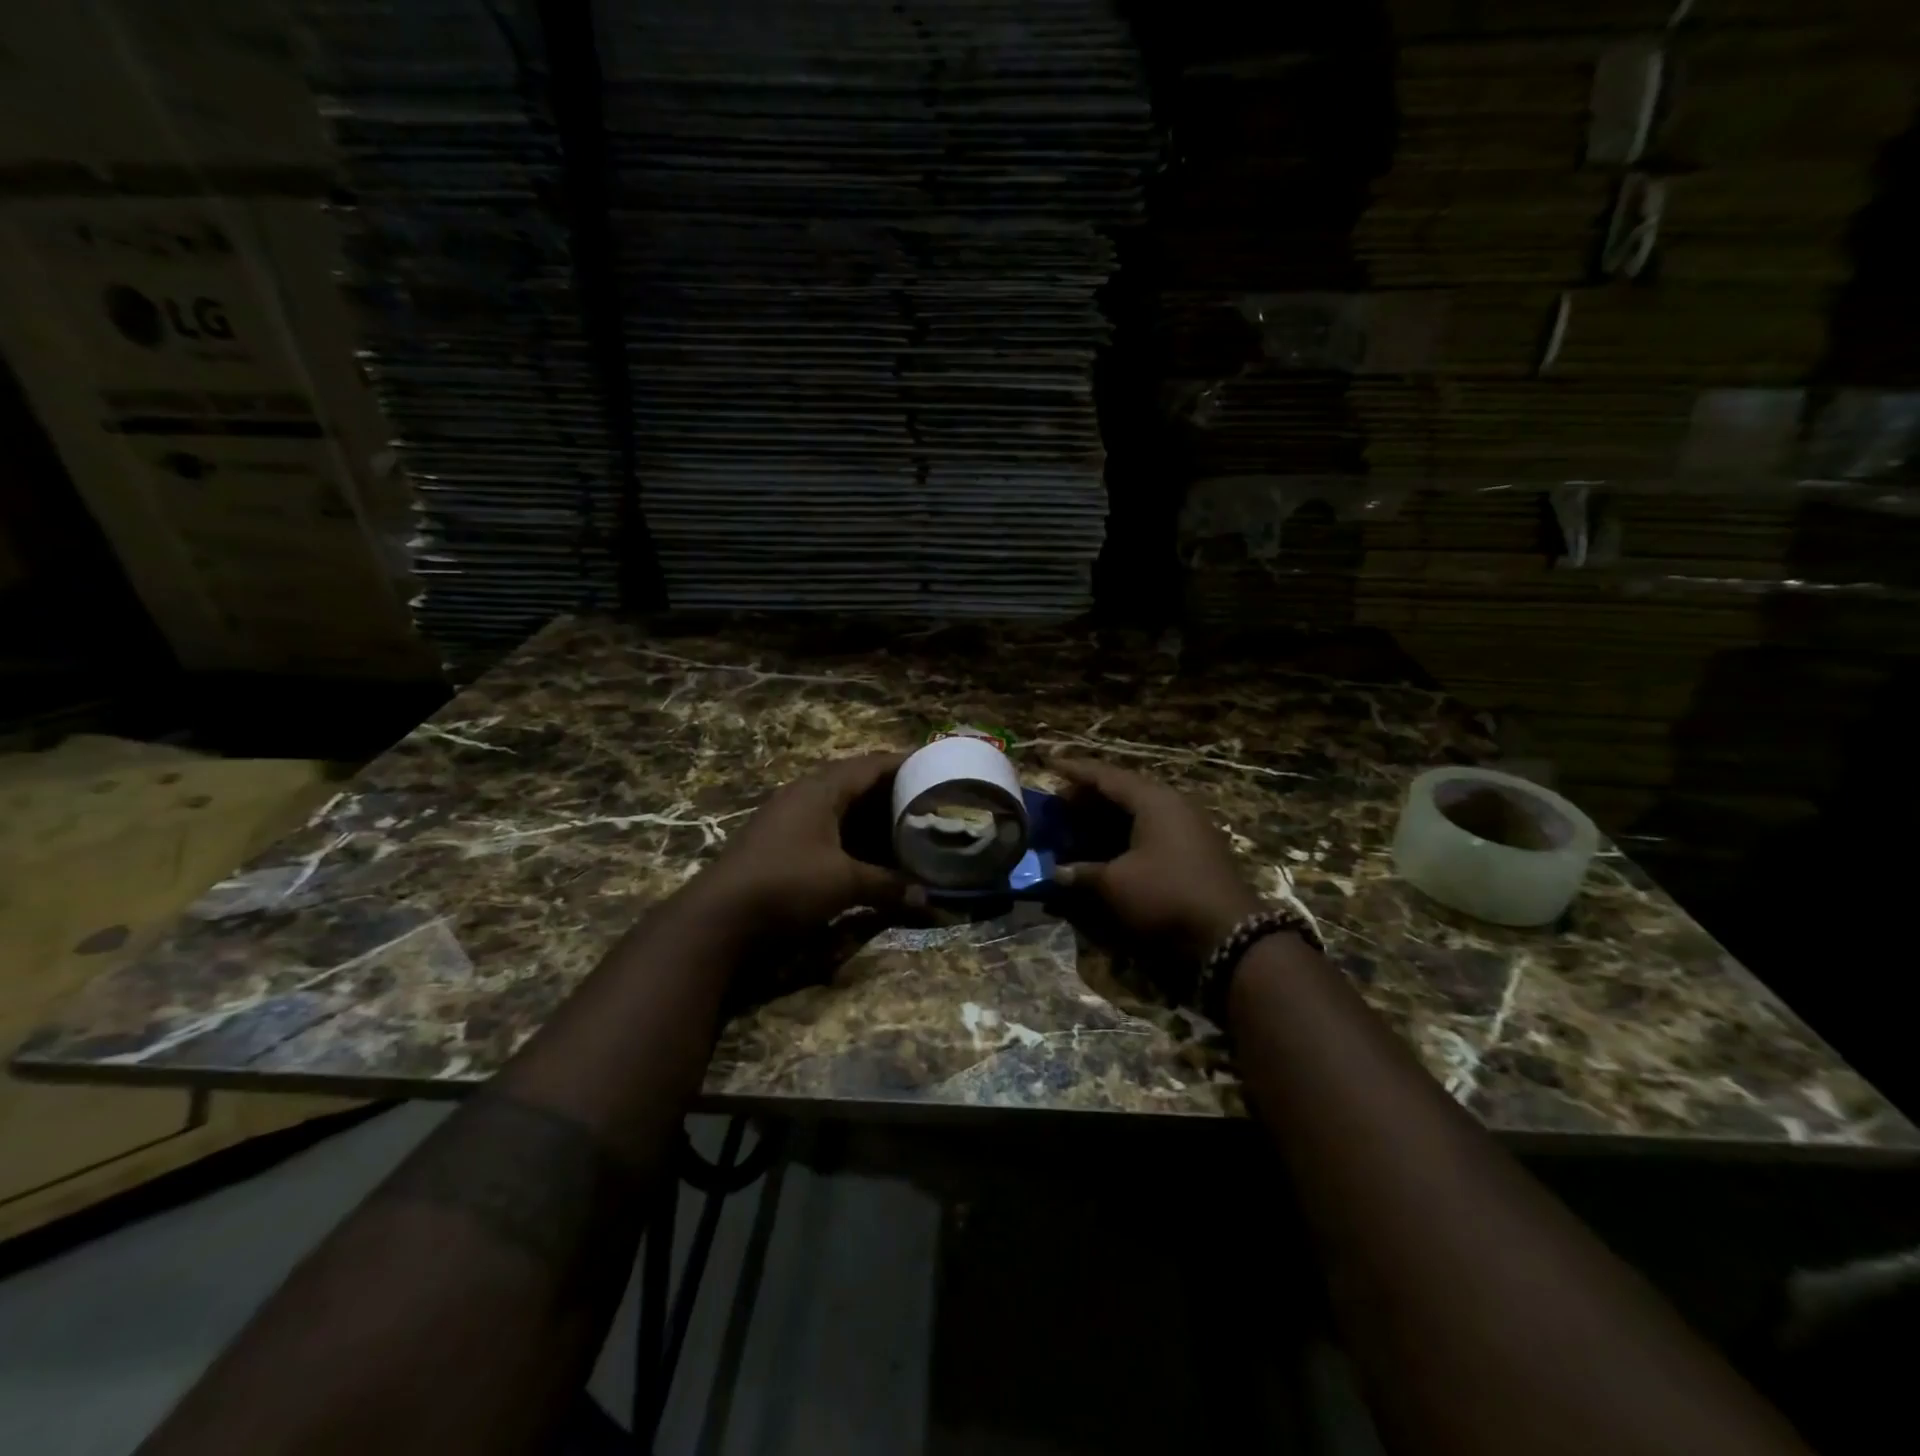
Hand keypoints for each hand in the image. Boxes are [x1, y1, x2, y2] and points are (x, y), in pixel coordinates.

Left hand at [700, 752, 914, 931]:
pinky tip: (871, 851)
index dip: (906, 764)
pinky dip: (853, 835)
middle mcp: (805, 794)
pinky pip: (828, 827)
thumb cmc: (786, 884)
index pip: (872, 764)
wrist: (719, 917)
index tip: (937, 767)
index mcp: (822, 789)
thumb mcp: (844, 883)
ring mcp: (789, 818)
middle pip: (857, 782)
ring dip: (872, 816)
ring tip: (906, 825)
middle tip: (927, 800)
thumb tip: (929, 898)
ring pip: (841, 807)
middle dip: (892, 791)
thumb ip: (888, 886)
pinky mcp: (782, 842)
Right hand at [1050, 757, 1261, 959]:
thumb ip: (1082, 872)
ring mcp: (1189, 827)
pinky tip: (1109, 846)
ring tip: (1079, 823)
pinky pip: (1152, 828)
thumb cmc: (1165, 895)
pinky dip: (1126, 832)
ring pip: (1140, 810)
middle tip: (1060, 802)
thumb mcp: (1115, 884)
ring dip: (1108, 815)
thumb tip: (1057, 872)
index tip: (1050, 764)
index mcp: (1153, 800)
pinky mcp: (1196, 849)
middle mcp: (1173, 804)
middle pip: (1124, 790)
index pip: (1106, 776)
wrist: (1229, 934)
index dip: (1075, 771)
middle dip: (1090, 795)